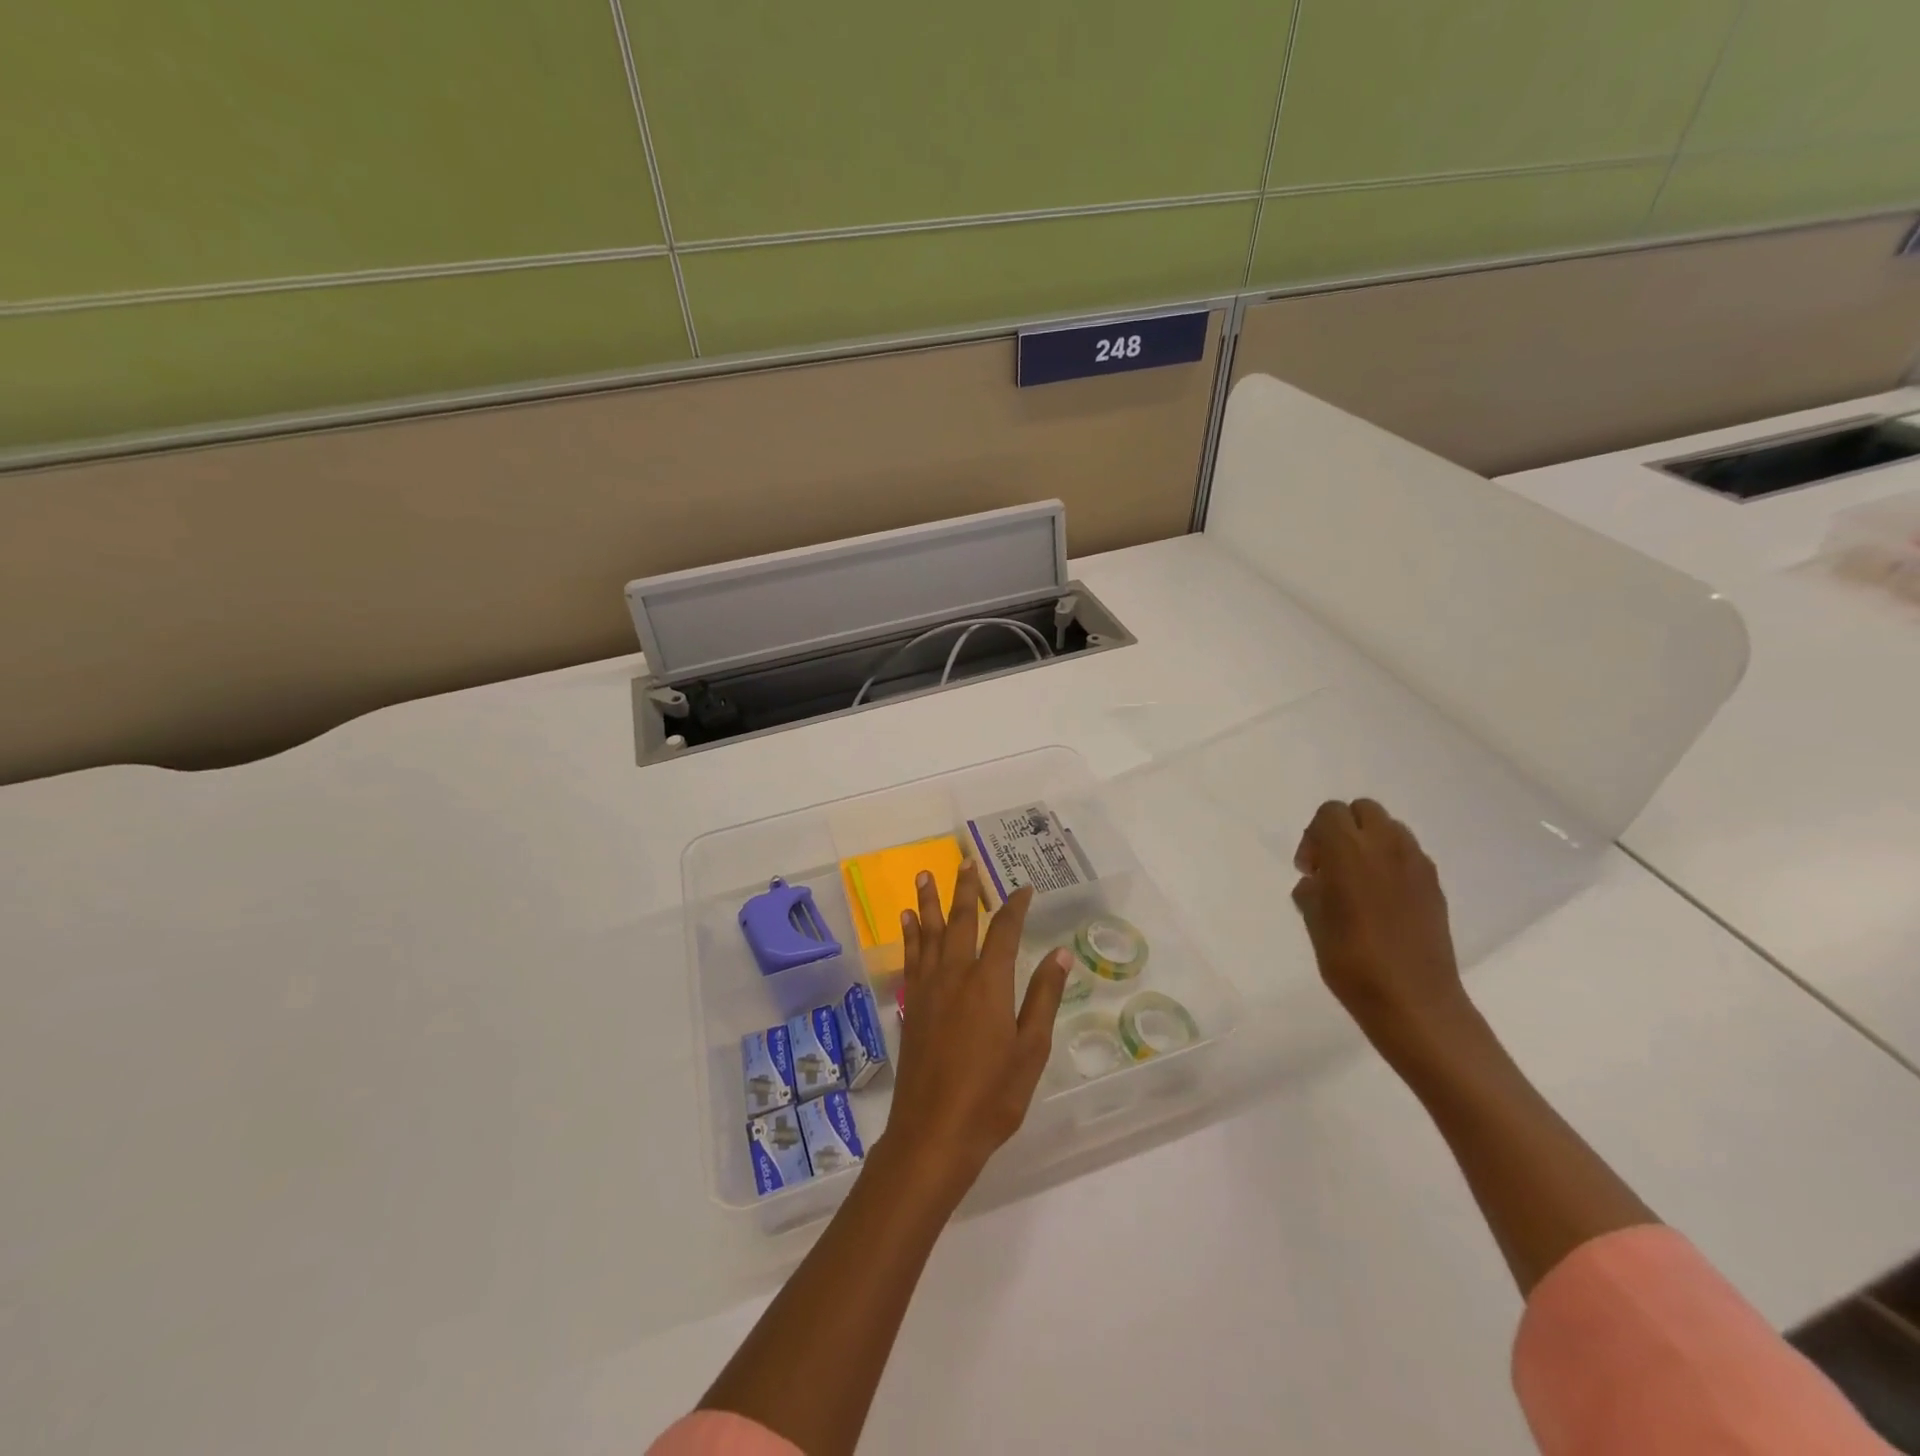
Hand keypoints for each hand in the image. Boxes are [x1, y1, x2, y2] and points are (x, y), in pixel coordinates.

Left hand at [884, 863, 1070, 1205]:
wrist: (934, 1133)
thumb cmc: (992, 1096)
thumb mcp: (1030, 1049)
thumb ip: (1043, 997)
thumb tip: (1060, 952)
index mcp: (989, 983)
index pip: (1004, 931)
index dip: (1014, 906)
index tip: (1024, 888)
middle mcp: (955, 975)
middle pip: (960, 920)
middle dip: (965, 888)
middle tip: (964, 860)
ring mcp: (928, 989)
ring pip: (928, 932)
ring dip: (929, 901)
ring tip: (926, 874)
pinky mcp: (910, 1005)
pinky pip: (910, 957)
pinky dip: (910, 935)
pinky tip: (907, 921)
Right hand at [1290, 798, 1472, 1056]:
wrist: (1413, 1001)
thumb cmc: (1352, 961)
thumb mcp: (1314, 922)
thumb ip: (1312, 890)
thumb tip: (1317, 881)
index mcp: (1348, 850)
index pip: (1330, 813)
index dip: (1314, 836)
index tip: (1310, 870)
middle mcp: (1386, 846)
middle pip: (1363, 810)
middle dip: (1344, 829)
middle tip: (1332, 868)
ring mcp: (1416, 864)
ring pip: (1390, 829)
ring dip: (1370, 843)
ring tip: (1359, 883)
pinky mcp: (1435, 885)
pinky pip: (1408, 855)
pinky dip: (1392, 864)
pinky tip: (1383, 901)